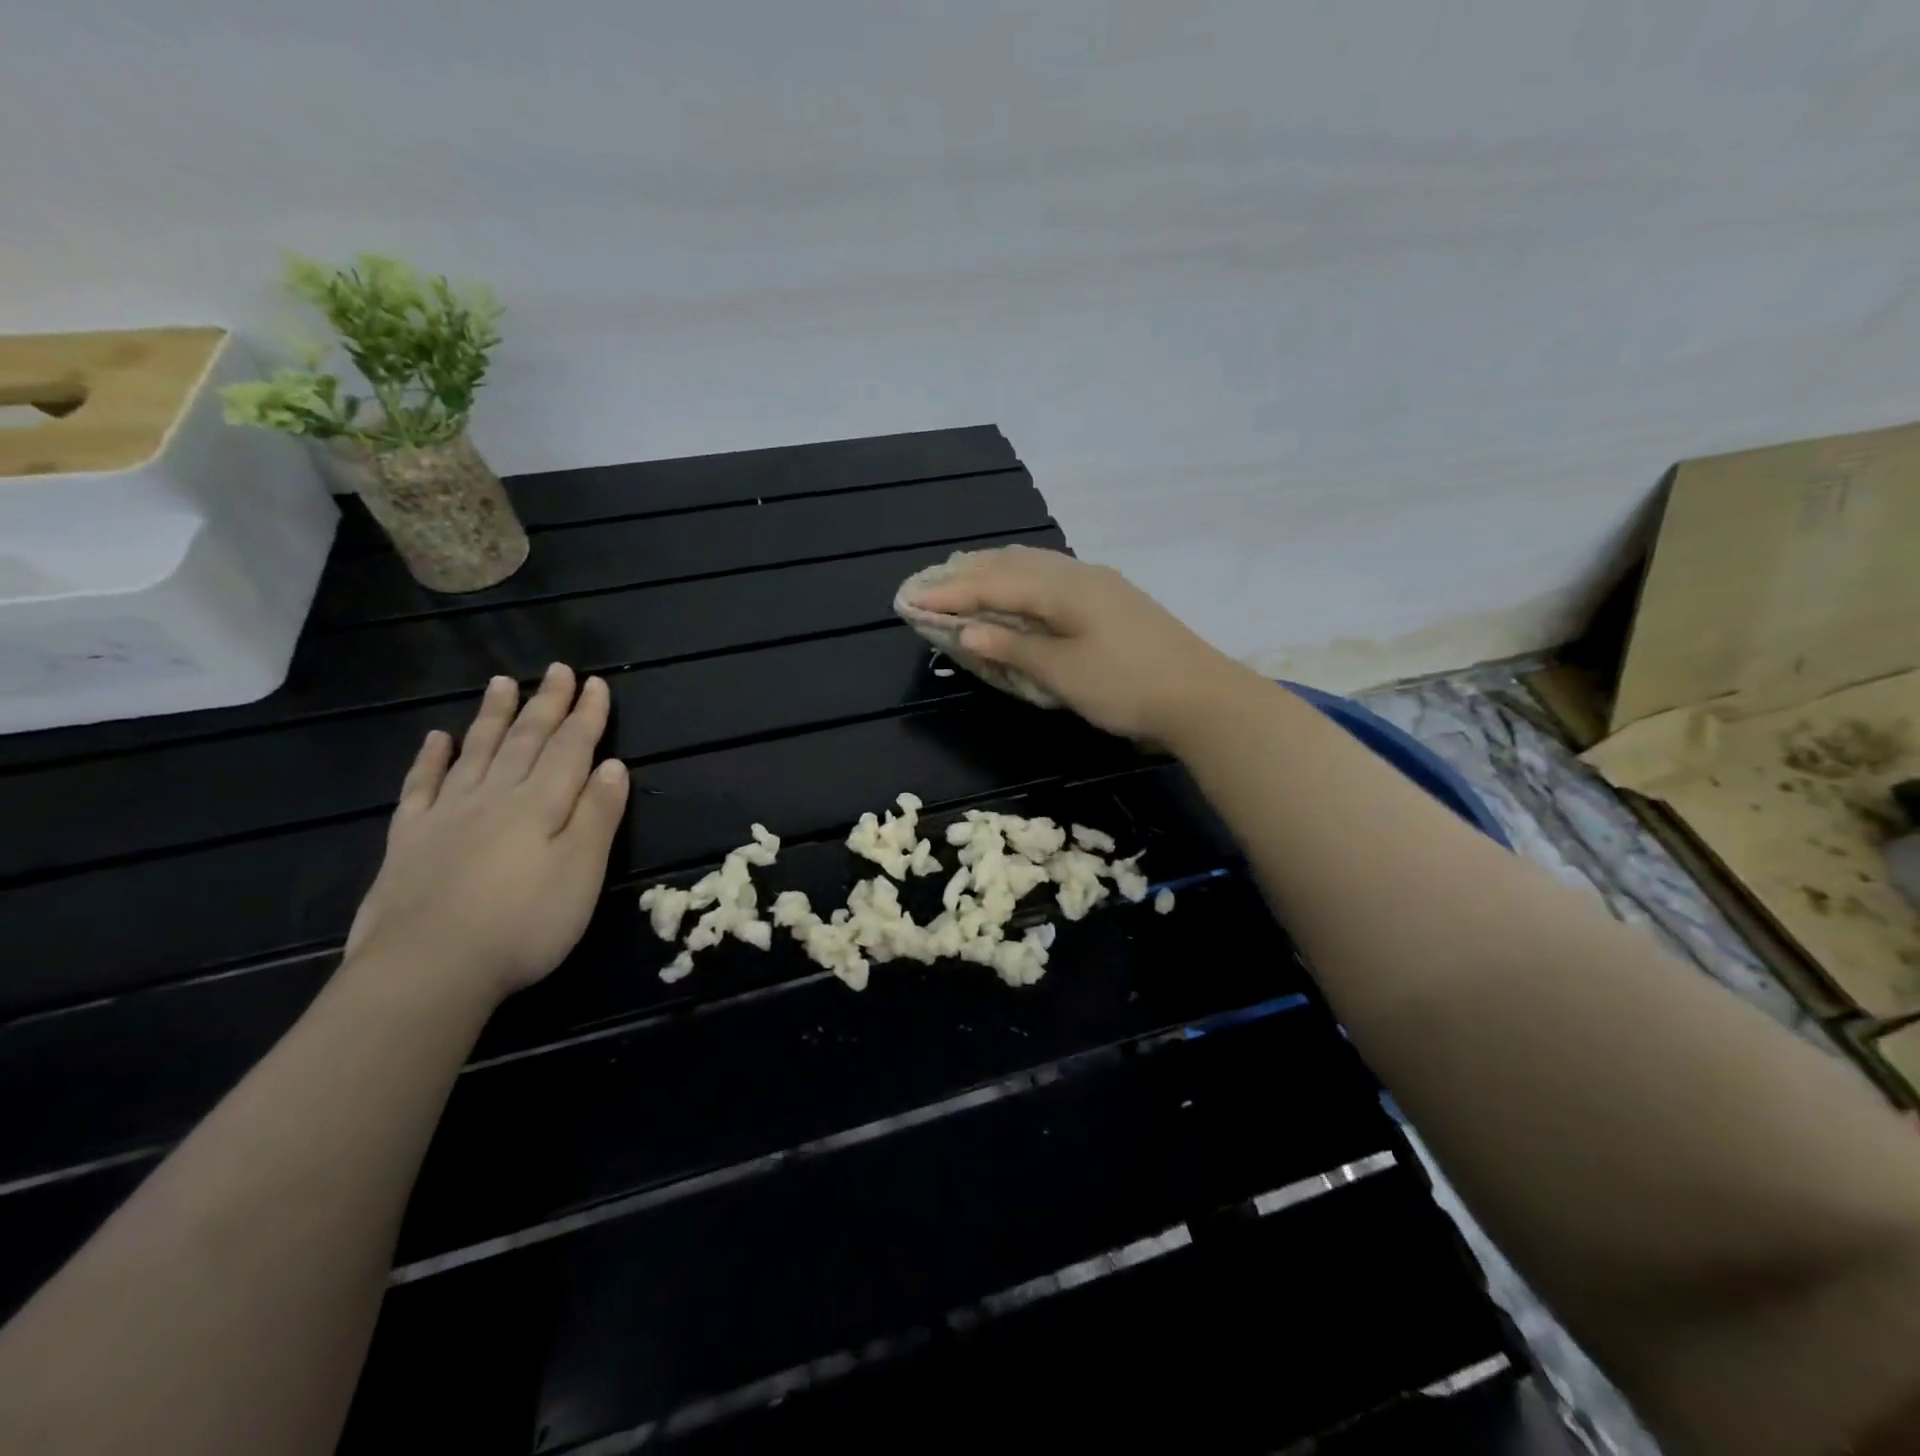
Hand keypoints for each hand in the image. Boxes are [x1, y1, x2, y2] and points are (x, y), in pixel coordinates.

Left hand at [344, 664, 629, 1002]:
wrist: (427, 969)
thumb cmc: (523, 924)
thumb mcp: (581, 872)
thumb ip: (597, 815)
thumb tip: (612, 765)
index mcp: (541, 804)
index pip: (571, 748)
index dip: (586, 715)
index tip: (596, 684)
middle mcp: (495, 797)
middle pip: (526, 741)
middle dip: (546, 704)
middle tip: (557, 669)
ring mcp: (447, 815)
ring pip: (477, 752)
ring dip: (494, 717)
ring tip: (503, 683)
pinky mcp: (409, 840)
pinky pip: (421, 786)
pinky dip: (430, 759)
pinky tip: (436, 738)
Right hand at [905, 544, 1250, 742]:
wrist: (1203, 697)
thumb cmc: (1127, 687)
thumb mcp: (1063, 674)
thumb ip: (1014, 649)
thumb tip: (968, 632)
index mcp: (1062, 589)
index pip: (993, 585)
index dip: (950, 593)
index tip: (910, 599)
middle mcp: (1078, 574)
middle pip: (1012, 565)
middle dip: (967, 575)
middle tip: (930, 585)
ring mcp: (1100, 584)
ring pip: (1035, 566)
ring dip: (995, 572)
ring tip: (965, 580)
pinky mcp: (1114, 599)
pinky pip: (1054, 577)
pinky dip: (1022, 581)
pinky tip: (1019, 592)